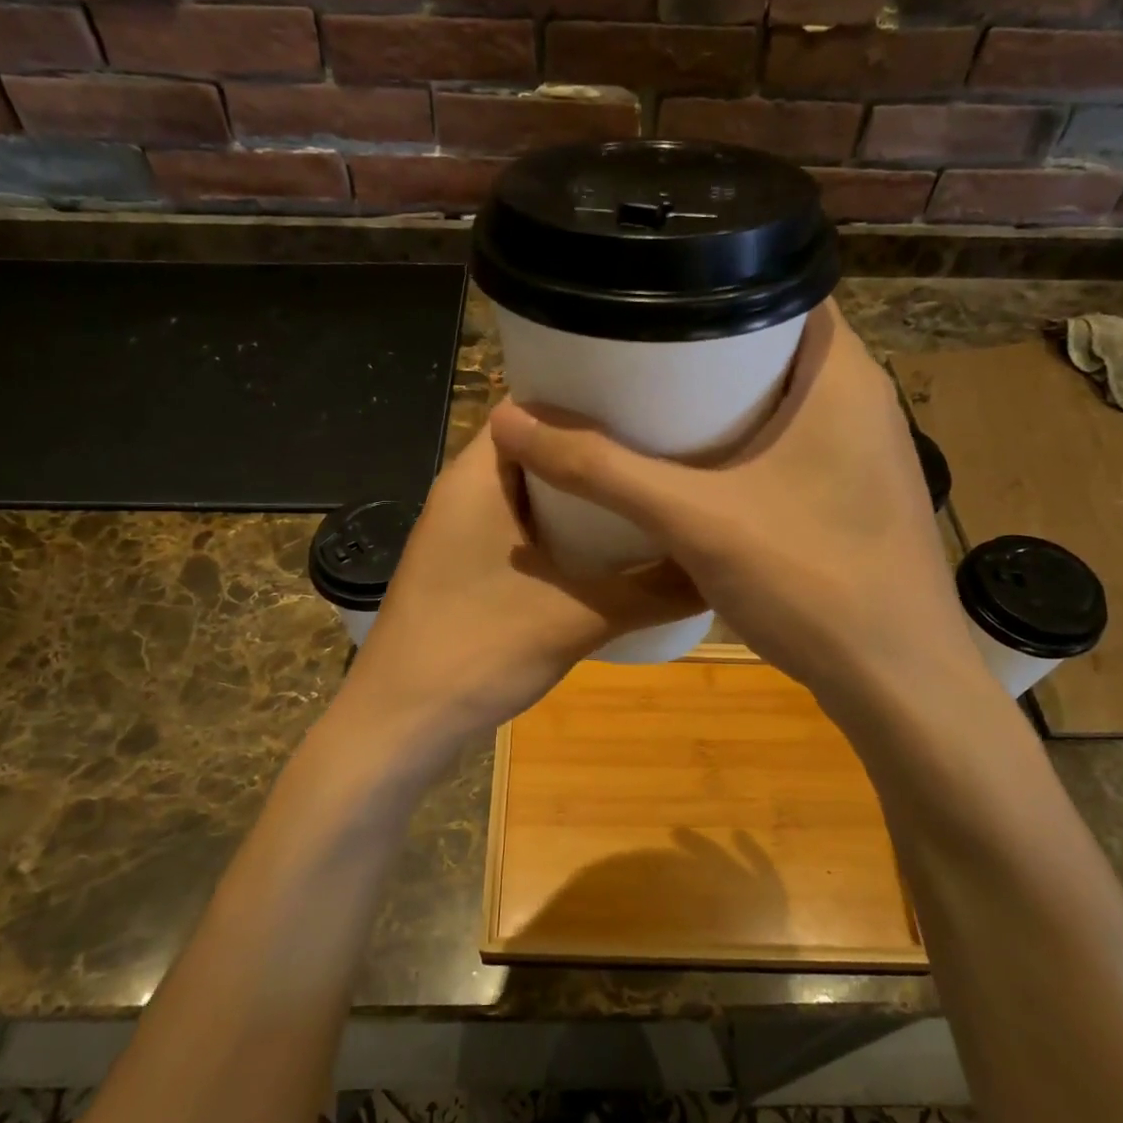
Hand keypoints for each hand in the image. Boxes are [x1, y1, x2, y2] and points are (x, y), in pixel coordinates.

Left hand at [340, 422, 701, 750]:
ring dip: (583, 492)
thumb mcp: (579, 618)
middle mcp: (467, 491)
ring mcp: (465, 531)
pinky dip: (565, 529)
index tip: (650, 399)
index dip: (588, 398)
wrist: (401, 724)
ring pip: (533, 491)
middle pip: (538, 446)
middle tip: (666, 445)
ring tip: (650, 487)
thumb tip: (721, 568)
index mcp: (478, 476)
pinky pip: (525, 527)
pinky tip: (613, 546)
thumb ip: (654, 591)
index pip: (532, 404)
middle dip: (596, 447)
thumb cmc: (478, 650)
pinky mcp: (469, 566)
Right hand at [488, 303, 987, 714]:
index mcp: (841, 373)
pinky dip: (743, 443)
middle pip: (771, 344)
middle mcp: (862, 399)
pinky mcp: (855, 495)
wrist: (898, 683)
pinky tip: (694, 469)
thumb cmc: (810, 580)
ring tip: (646, 401)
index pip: (780, 286)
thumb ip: (601, 470)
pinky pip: (790, 444)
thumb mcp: (694, 518)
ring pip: (781, 399)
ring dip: (721, 399)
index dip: (711, 281)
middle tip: (629, 351)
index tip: (647, 295)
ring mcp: (864, 451)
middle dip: (702, 345)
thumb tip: (510, 421)